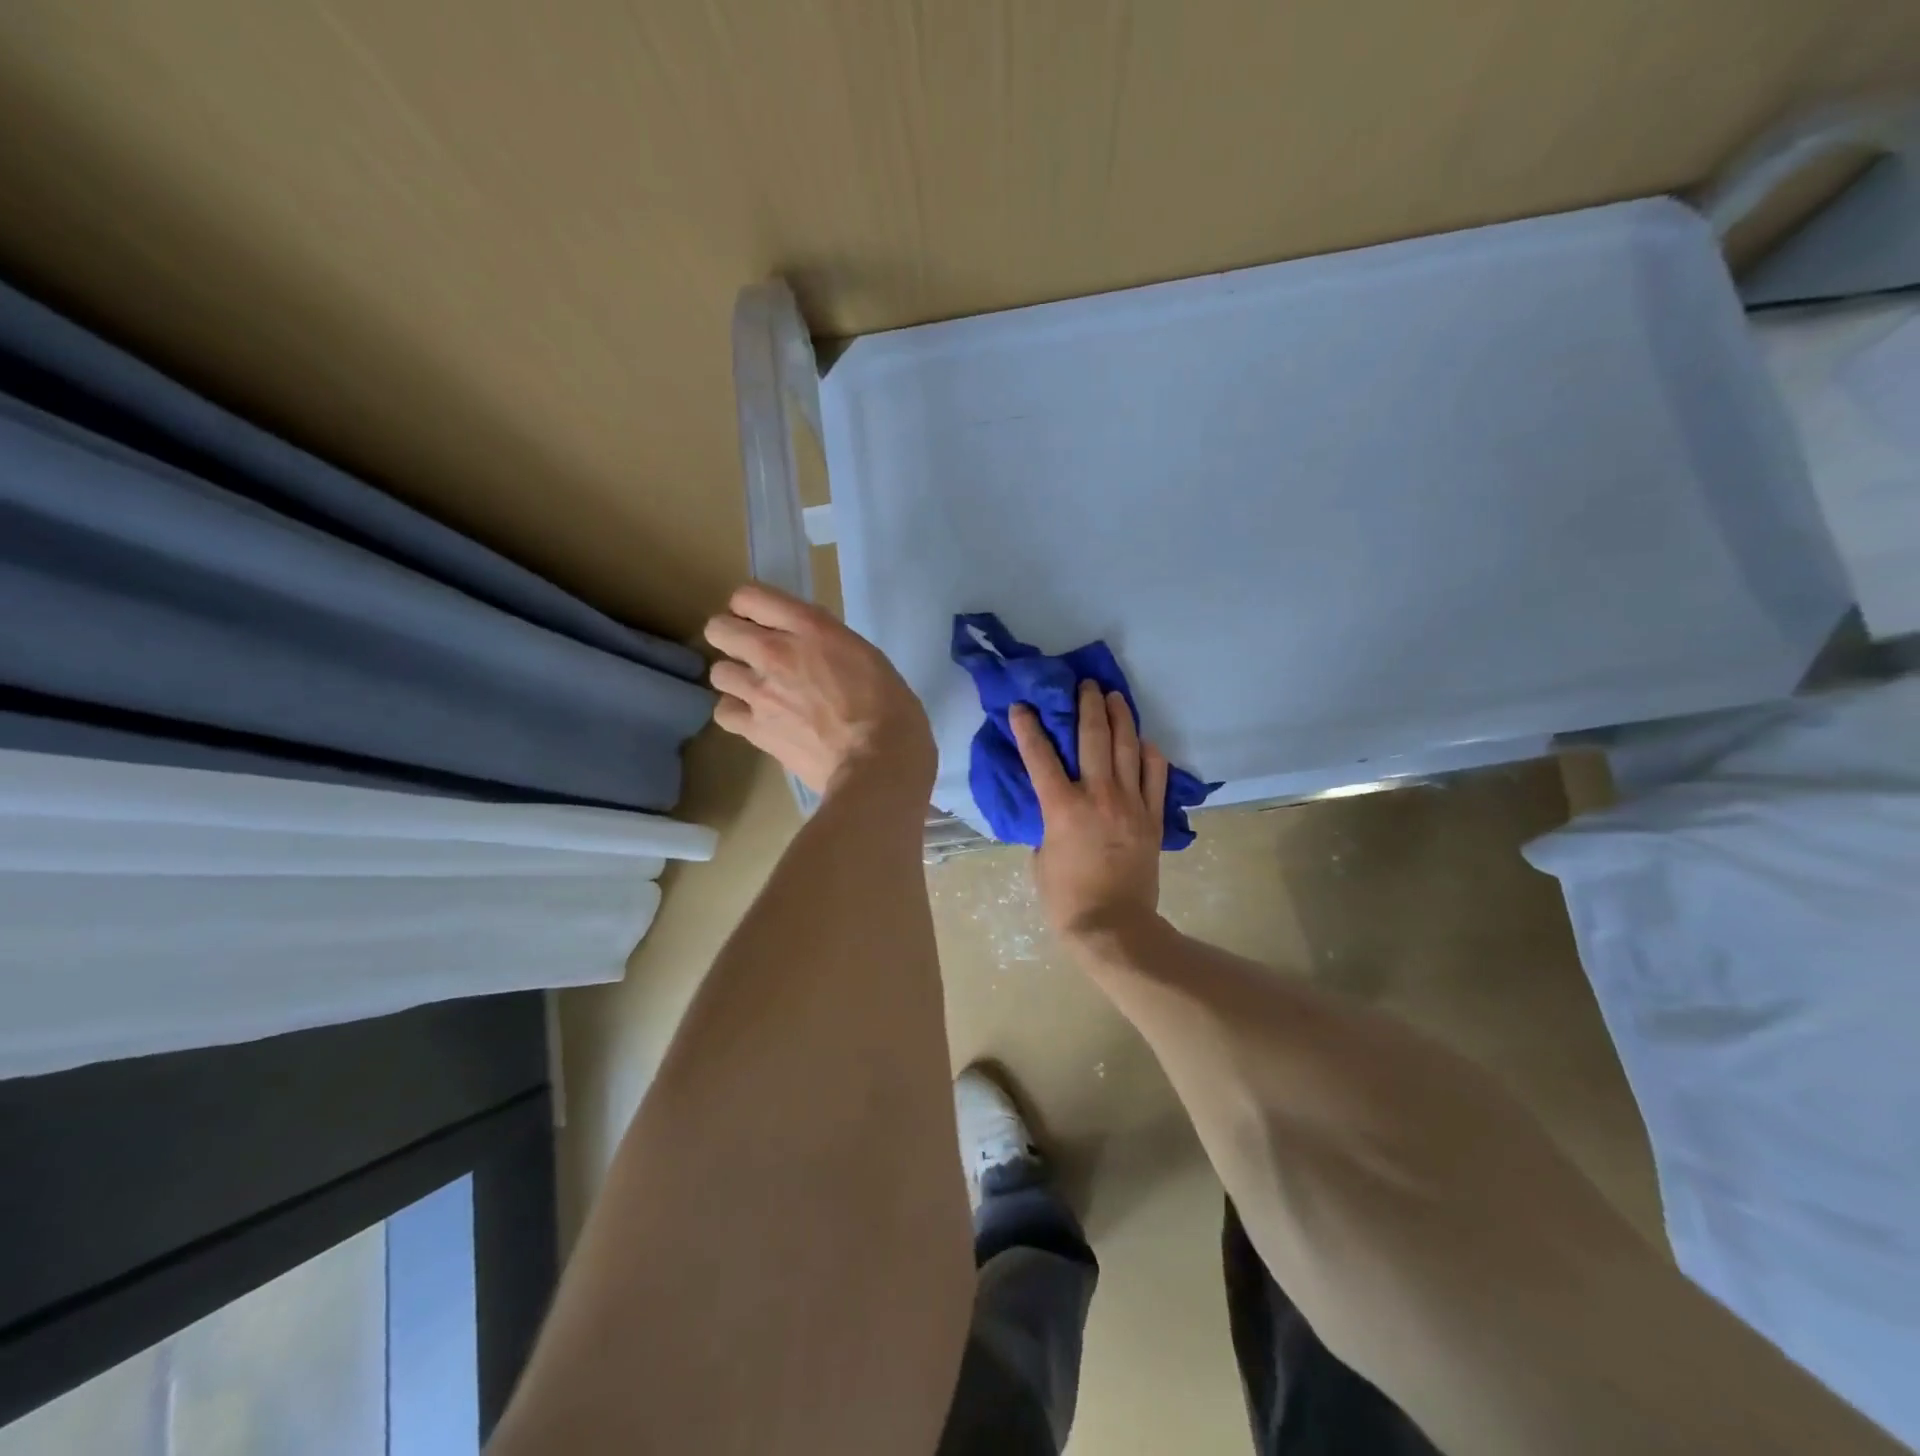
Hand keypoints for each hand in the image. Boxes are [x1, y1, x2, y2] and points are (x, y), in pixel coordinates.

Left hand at [704, 583, 935, 797]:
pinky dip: (738, 713)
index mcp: (810, 628)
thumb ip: (830, 646)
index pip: (749, 596)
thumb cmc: (892, 709)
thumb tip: (814, 654)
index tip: (767, 623)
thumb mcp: (868, 658)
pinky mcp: (755, 729)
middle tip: (756, 655)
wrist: (878, 765)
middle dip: (732, 638)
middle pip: (719, 629)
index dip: (751, 608)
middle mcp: (775, 652)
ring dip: (736, 678)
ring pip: (718, 671)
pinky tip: (757, 719)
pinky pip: (724, 711)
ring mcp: (760, 692)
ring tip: (759, 691)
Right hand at [1010, 680, 1169, 943]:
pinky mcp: (1153, 818)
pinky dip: (1149, 755)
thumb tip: (1056, 808)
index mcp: (1062, 807)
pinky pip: (1155, 776)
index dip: (1028, 727)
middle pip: (1093, 738)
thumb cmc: (1066, 899)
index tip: (1022, 705)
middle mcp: (1098, 796)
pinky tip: (1143, 743)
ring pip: (1128, 749)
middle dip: (1087, 706)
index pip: (1040, 757)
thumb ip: (1047, 824)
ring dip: (1120, 718)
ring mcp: (1131, 804)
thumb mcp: (1040, 857)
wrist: (1114, 927)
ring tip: (1115, 697)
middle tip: (1086, 685)